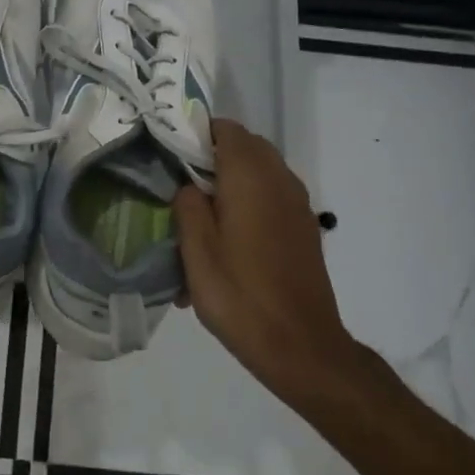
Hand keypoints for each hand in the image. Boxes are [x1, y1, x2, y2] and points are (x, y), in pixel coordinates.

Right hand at [174, 119, 375, 401]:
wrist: (300, 345)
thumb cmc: (240, 295)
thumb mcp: (197, 252)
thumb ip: (188, 206)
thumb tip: (188, 185)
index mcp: (250, 178)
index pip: (226, 129)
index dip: (196, 133)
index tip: (171, 154)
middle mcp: (280, 180)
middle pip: (246, 147)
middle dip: (213, 157)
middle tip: (181, 185)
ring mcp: (297, 204)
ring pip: (260, 172)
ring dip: (233, 181)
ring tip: (202, 216)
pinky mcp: (304, 228)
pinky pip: (272, 198)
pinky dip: (250, 202)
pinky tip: (229, 241)